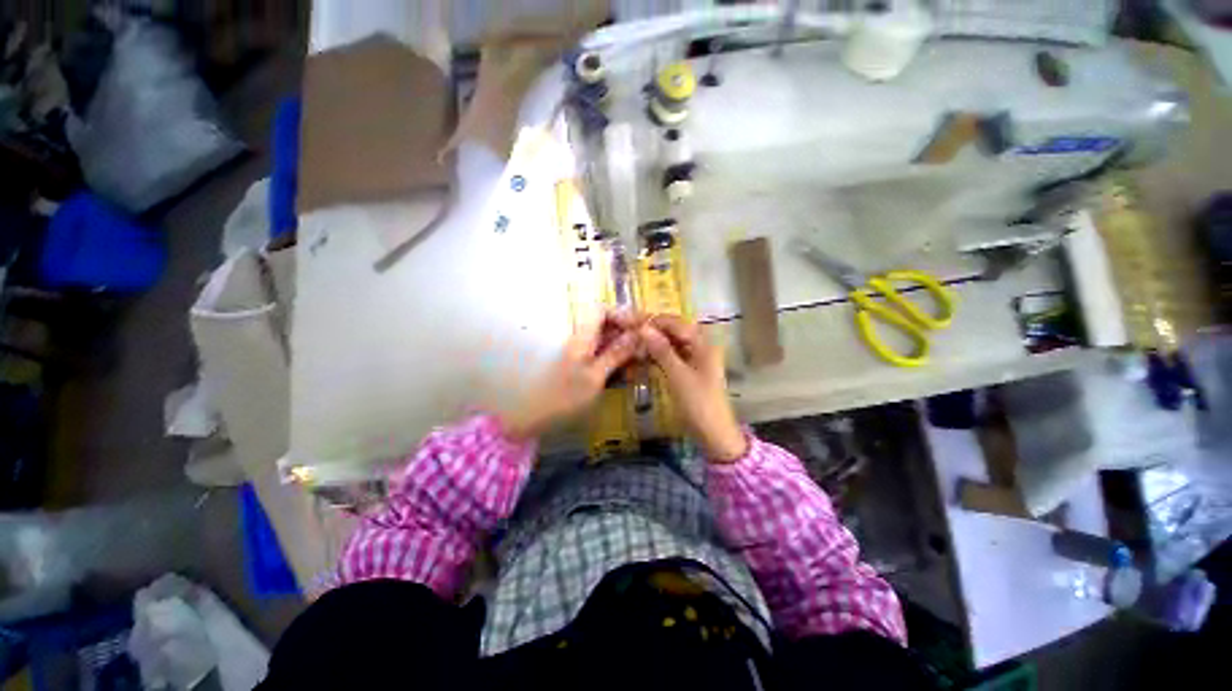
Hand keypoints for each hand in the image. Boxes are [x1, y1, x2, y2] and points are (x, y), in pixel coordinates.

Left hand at [501, 312, 638, 441]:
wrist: (534, 416)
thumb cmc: (565, 397)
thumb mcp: (595, 377)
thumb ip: (616, 354)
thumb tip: (637, 334)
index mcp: (581, 337)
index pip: (601, 309)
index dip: (622, 314)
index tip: (640, 329)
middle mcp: (579, 339)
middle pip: (605, 324)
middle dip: (626, 332)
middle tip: (645, 348)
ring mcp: (579, 352)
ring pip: (605, 339)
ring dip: (623, 347)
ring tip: (638, 362)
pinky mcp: (579, 364)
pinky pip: (601, 353)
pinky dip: (615, 359)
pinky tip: (625, 371)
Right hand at [639, 315, 747, 462]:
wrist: (714, 434)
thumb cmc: (698, 403)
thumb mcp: (677, 375)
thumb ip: (661, 349)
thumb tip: (643, 328)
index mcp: (703, 343)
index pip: (676, 323)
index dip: (654, 321)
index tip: (632, 323)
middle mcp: (701, 346)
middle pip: (675, 331)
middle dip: (654, 330)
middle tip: (631, 333)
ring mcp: (696, 359)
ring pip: (673, 343)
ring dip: (655, 342)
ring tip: (634, 344)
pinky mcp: (690, 371)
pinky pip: (673, 356)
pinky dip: (659, 355)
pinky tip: (645, 356)